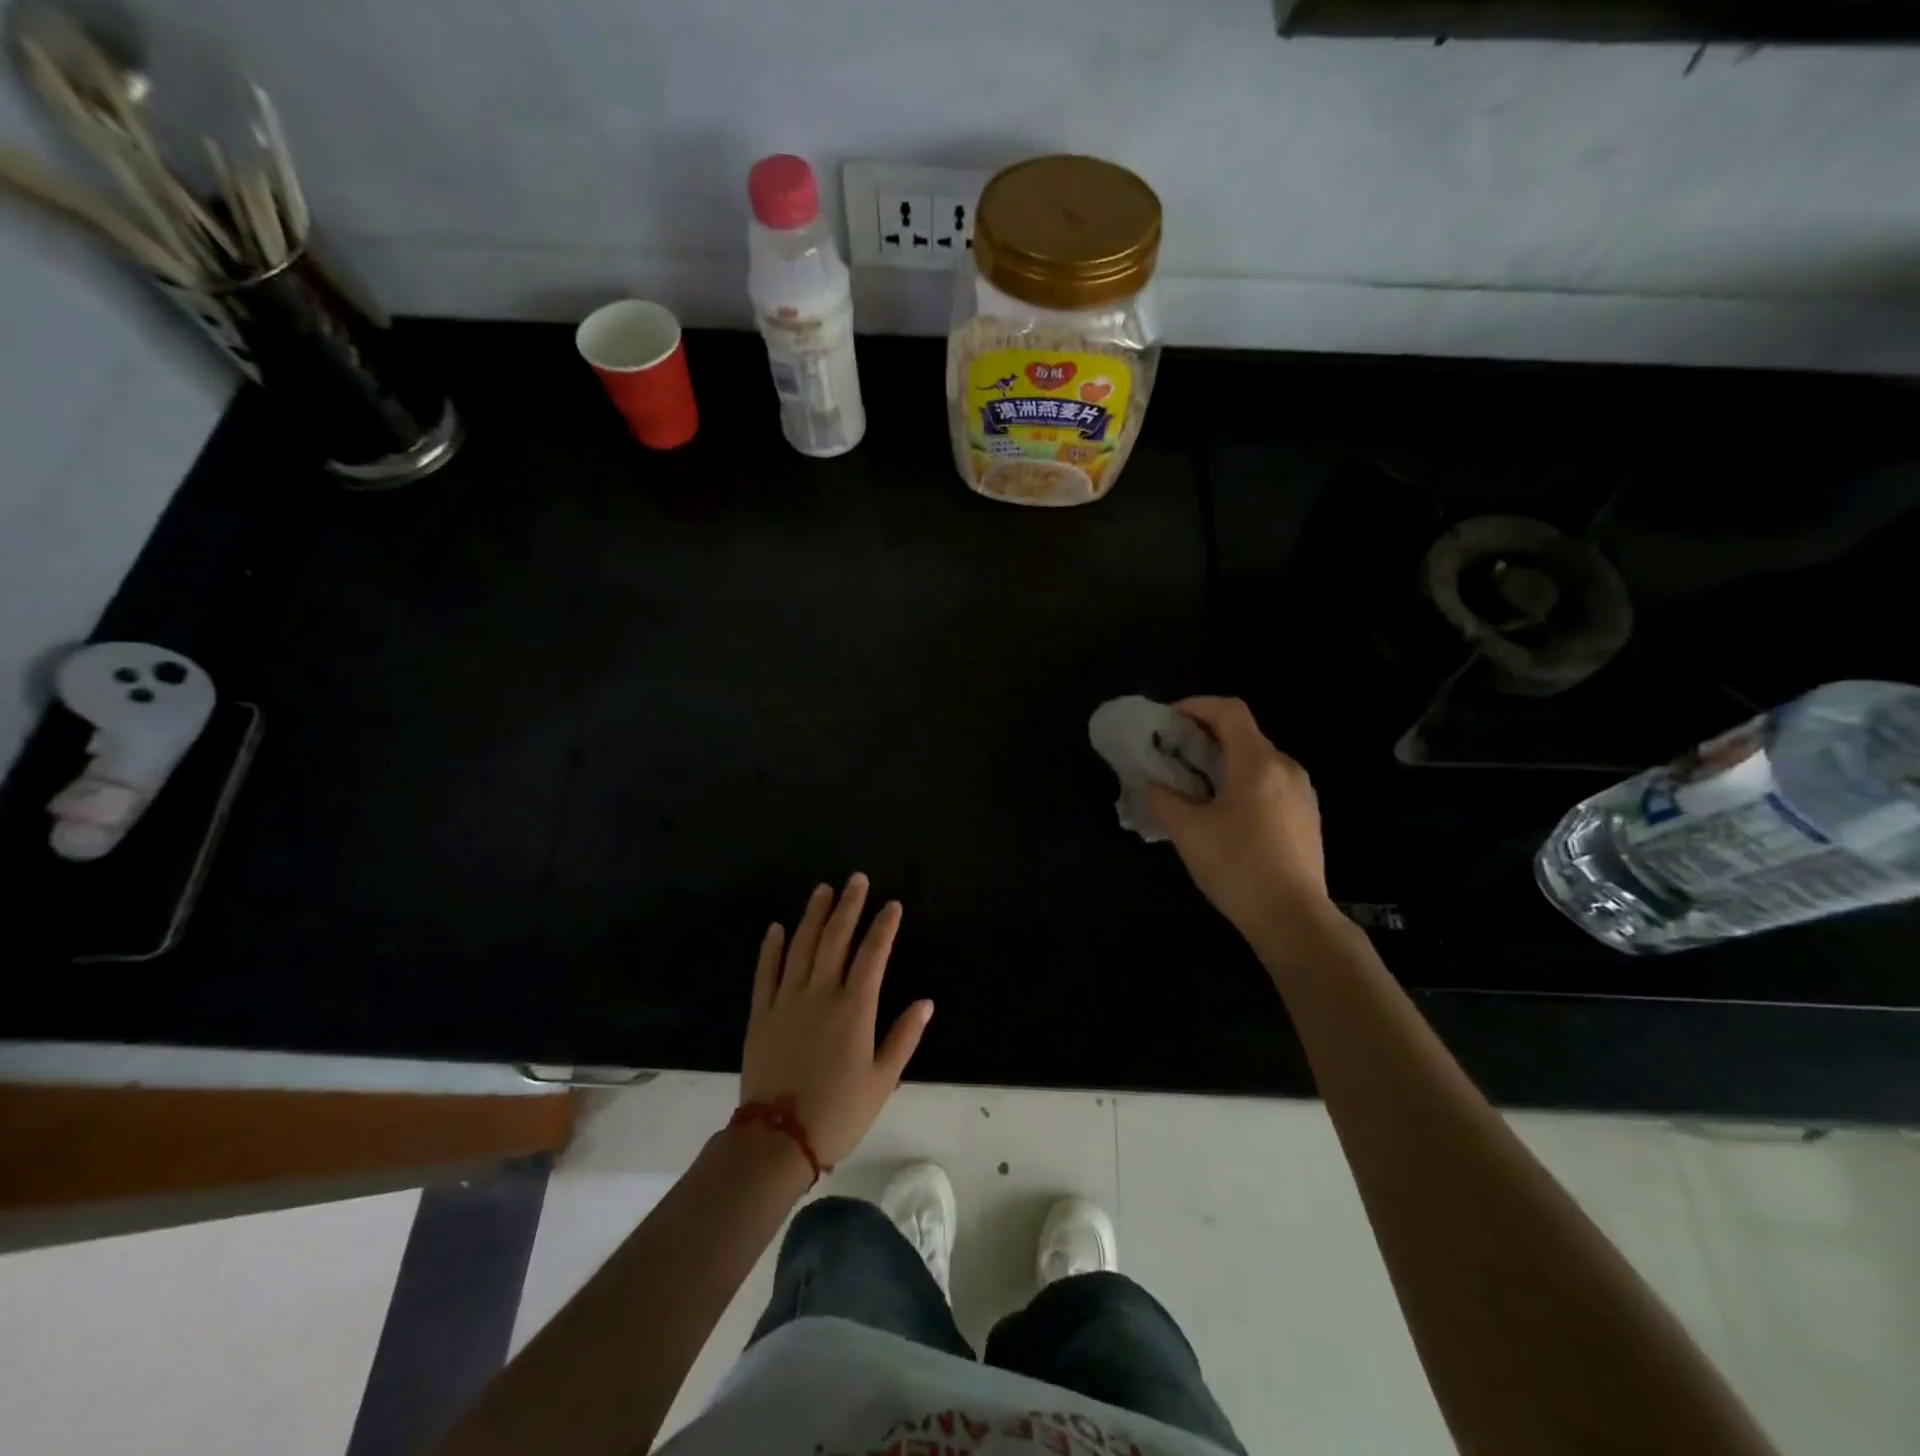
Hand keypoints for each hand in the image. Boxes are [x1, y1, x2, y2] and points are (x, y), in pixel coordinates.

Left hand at [739, 874, 932, 1167]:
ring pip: (801, 947)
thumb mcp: (882, 1080)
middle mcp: (820, 994)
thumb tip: (926, 1002)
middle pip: (836, 939)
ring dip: (813, 916)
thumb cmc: (838, 1112)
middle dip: (849, 906)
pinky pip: (766, 973)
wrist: (778, 1139)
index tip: (892, 905)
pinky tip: (777, 928)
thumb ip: (904, 1037)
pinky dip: (772, 949)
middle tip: (856, 879)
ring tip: (822, 890)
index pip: (872, 955)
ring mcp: (787, 1001)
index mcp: (854, 1008)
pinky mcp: (761, 1014)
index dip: (883, 927)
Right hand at [1146, 697, 1330, 936]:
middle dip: (1204, 737)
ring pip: (1257, 761)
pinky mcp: (1307, 817)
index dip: (1196, 706)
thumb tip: (1153, 783)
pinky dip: (1242, 783)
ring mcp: (1302, 793)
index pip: (1229, 710)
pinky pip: (1270, 784)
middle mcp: (1285, 767)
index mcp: (1258, 762)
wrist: (1293, 918)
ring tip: (1194, 787)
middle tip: (1172, 756)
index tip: (1167, 722)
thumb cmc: (1237, 866)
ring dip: (1223, 762)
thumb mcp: (1187, 831)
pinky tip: (1224, 813)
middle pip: (1243, 734)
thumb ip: (1163, 798)